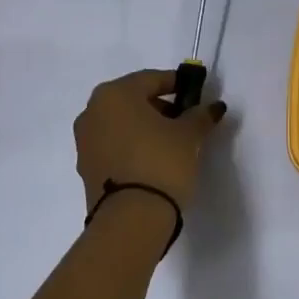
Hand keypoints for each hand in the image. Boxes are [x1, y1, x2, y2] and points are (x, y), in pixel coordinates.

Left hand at [73, 68, 227, 217]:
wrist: (131, 219)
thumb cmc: (161, 162)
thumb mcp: (189, 135)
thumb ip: (200, 115)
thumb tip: (213, 107)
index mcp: (115, 94)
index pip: (151, 79)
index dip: (176, 84)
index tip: (195, 94)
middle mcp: (93, 111)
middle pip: (132, 100)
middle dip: (159, 107)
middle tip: (184, 120)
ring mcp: (85, 141)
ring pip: (121, 123)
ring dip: (144, 127)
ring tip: (171, 143)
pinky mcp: (85, 167)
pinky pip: (113, 145)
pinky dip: (132, 146)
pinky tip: (152, 160)